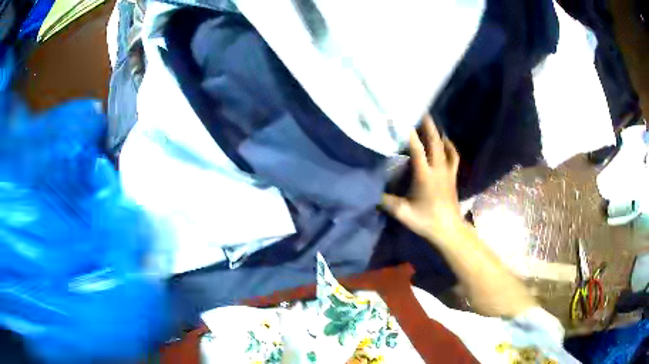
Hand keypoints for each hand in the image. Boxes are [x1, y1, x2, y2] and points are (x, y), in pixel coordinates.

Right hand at [381, 114, 464, 243]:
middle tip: (421, 111)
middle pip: (434, 141)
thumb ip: (385, 201)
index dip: (409, 133)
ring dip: (437, 133)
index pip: (416, 149)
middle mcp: (437, 169)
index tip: (400, 119)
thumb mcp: (402, 213)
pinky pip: (454, 156)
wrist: (448, 230)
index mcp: (424, 175)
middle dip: (427, 125)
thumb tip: (370, 191)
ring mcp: (447, 171)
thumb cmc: (426, 221)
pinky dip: (450, 146)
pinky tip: (446, 140)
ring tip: (431, 123)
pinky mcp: (453, 176)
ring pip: (444, 146)